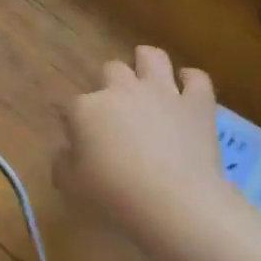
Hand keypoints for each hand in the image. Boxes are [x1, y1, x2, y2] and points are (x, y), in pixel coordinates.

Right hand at [57, 46, 223, 249]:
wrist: (174, 202)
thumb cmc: (114, 196)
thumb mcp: (72, 187)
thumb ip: (63, 165)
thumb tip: (66, 153)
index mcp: (86, 110)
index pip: (71, 106)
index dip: (72, 120)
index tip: (76, 138)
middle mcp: (122, 91)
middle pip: (111, 70)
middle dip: (110, 82)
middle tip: (114, 107)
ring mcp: (162, 93)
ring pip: (152, 57)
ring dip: (147, 61)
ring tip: (147, 73)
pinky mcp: (197, 104)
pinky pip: (197, 79)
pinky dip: (191, 80)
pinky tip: (187, 87)